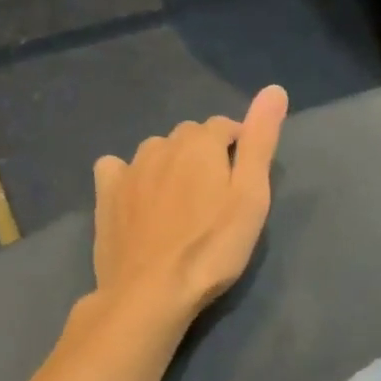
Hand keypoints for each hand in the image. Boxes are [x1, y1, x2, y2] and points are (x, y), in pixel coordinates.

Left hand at [91, 85, 286, 318]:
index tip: (245, 178)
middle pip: (189, 136)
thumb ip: (260, 142)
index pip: (225, 126)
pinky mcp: (106, 195)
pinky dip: (129, 175)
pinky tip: (137, 198)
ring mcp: (129, 169)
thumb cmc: (212, 247)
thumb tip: (274, 89)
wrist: (151, 291)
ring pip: (156, 151)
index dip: (239, 146)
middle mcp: (162, 145)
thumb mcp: (251, 196)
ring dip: (171, 164)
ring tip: (181, 201)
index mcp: (200, 142)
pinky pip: (117, 168)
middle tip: (216, 195)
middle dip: (204, 154)